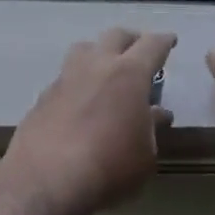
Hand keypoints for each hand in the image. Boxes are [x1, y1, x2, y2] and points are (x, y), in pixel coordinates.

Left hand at [6, 28, 175, 214]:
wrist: (46, 178)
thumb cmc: (109, 166)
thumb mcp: (144, 155)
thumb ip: (151, 128)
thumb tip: (157, 113)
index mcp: (129, 73)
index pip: (151, 45)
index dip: (163, 41)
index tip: (170, 40)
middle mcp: (97, 64)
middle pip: (116, 36)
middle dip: (132, 40)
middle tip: (140, 52)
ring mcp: (66, 76)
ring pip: (85, 48)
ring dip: (100, 52)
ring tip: (106, 68)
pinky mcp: (44, 94)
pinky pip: (67, 76)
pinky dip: (79, 80)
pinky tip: (81, 99)